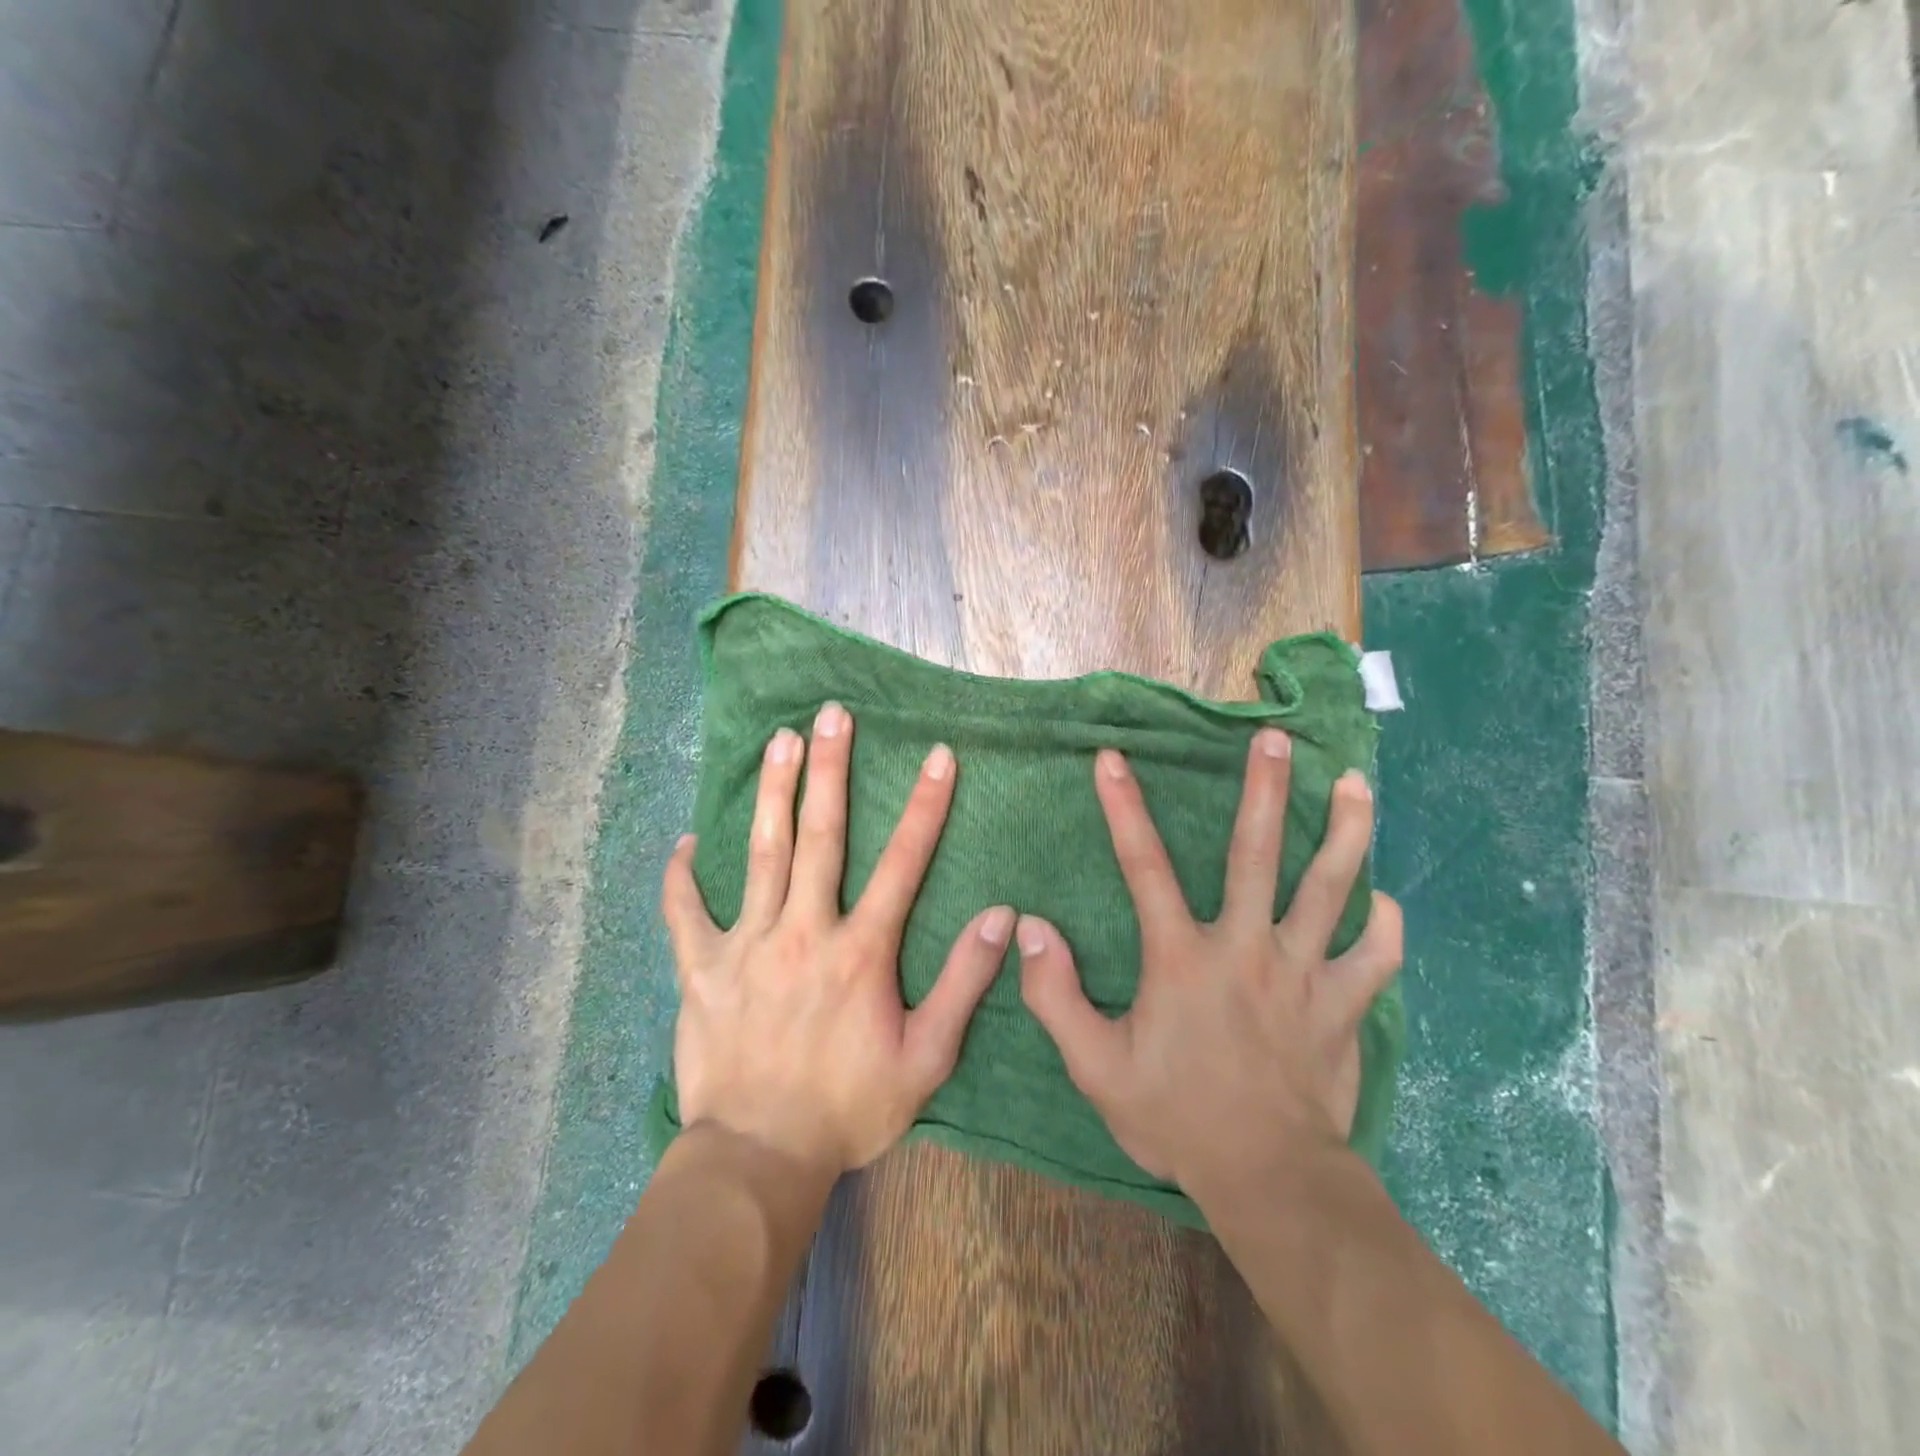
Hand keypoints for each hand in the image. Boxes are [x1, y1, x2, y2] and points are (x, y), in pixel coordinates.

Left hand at [662, 703, 1013, 1176]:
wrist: (758, 1158)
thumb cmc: (848, 1108)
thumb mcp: (926, 1059)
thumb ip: (963, 985)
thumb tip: (999, 918)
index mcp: (860, 951)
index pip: (902, 863)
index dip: (924, 806)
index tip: (936, 755)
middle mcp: (803, 931)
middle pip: (819, 836)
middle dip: (830, 770)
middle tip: (832, 715)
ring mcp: (746, 945)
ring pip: (760, 854)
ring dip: (773, 794)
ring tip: (779, 740)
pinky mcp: (701, 969)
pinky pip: (684, 914)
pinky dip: (681, 877)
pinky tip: (683, 843)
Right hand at [1016, 729, 1402, 1201]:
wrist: (1267, 1179)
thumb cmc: (1176, 1116)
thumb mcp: (1095, 1066)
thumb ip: (1054, 995)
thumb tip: (1028, 929)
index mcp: (1181, 958)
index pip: (1144, 867)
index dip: (1123, 808)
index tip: (1113, 759)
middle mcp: (1246, 948)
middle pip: (1257, 854)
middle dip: (1265, 791)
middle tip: (1275, 740)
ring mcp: (1303, 973)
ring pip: (1332, 888)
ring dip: (1345, 832)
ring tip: (1355, 783)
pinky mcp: (1344, 1005)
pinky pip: (1376, 955)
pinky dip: (1384, 925)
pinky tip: (1386, 902)